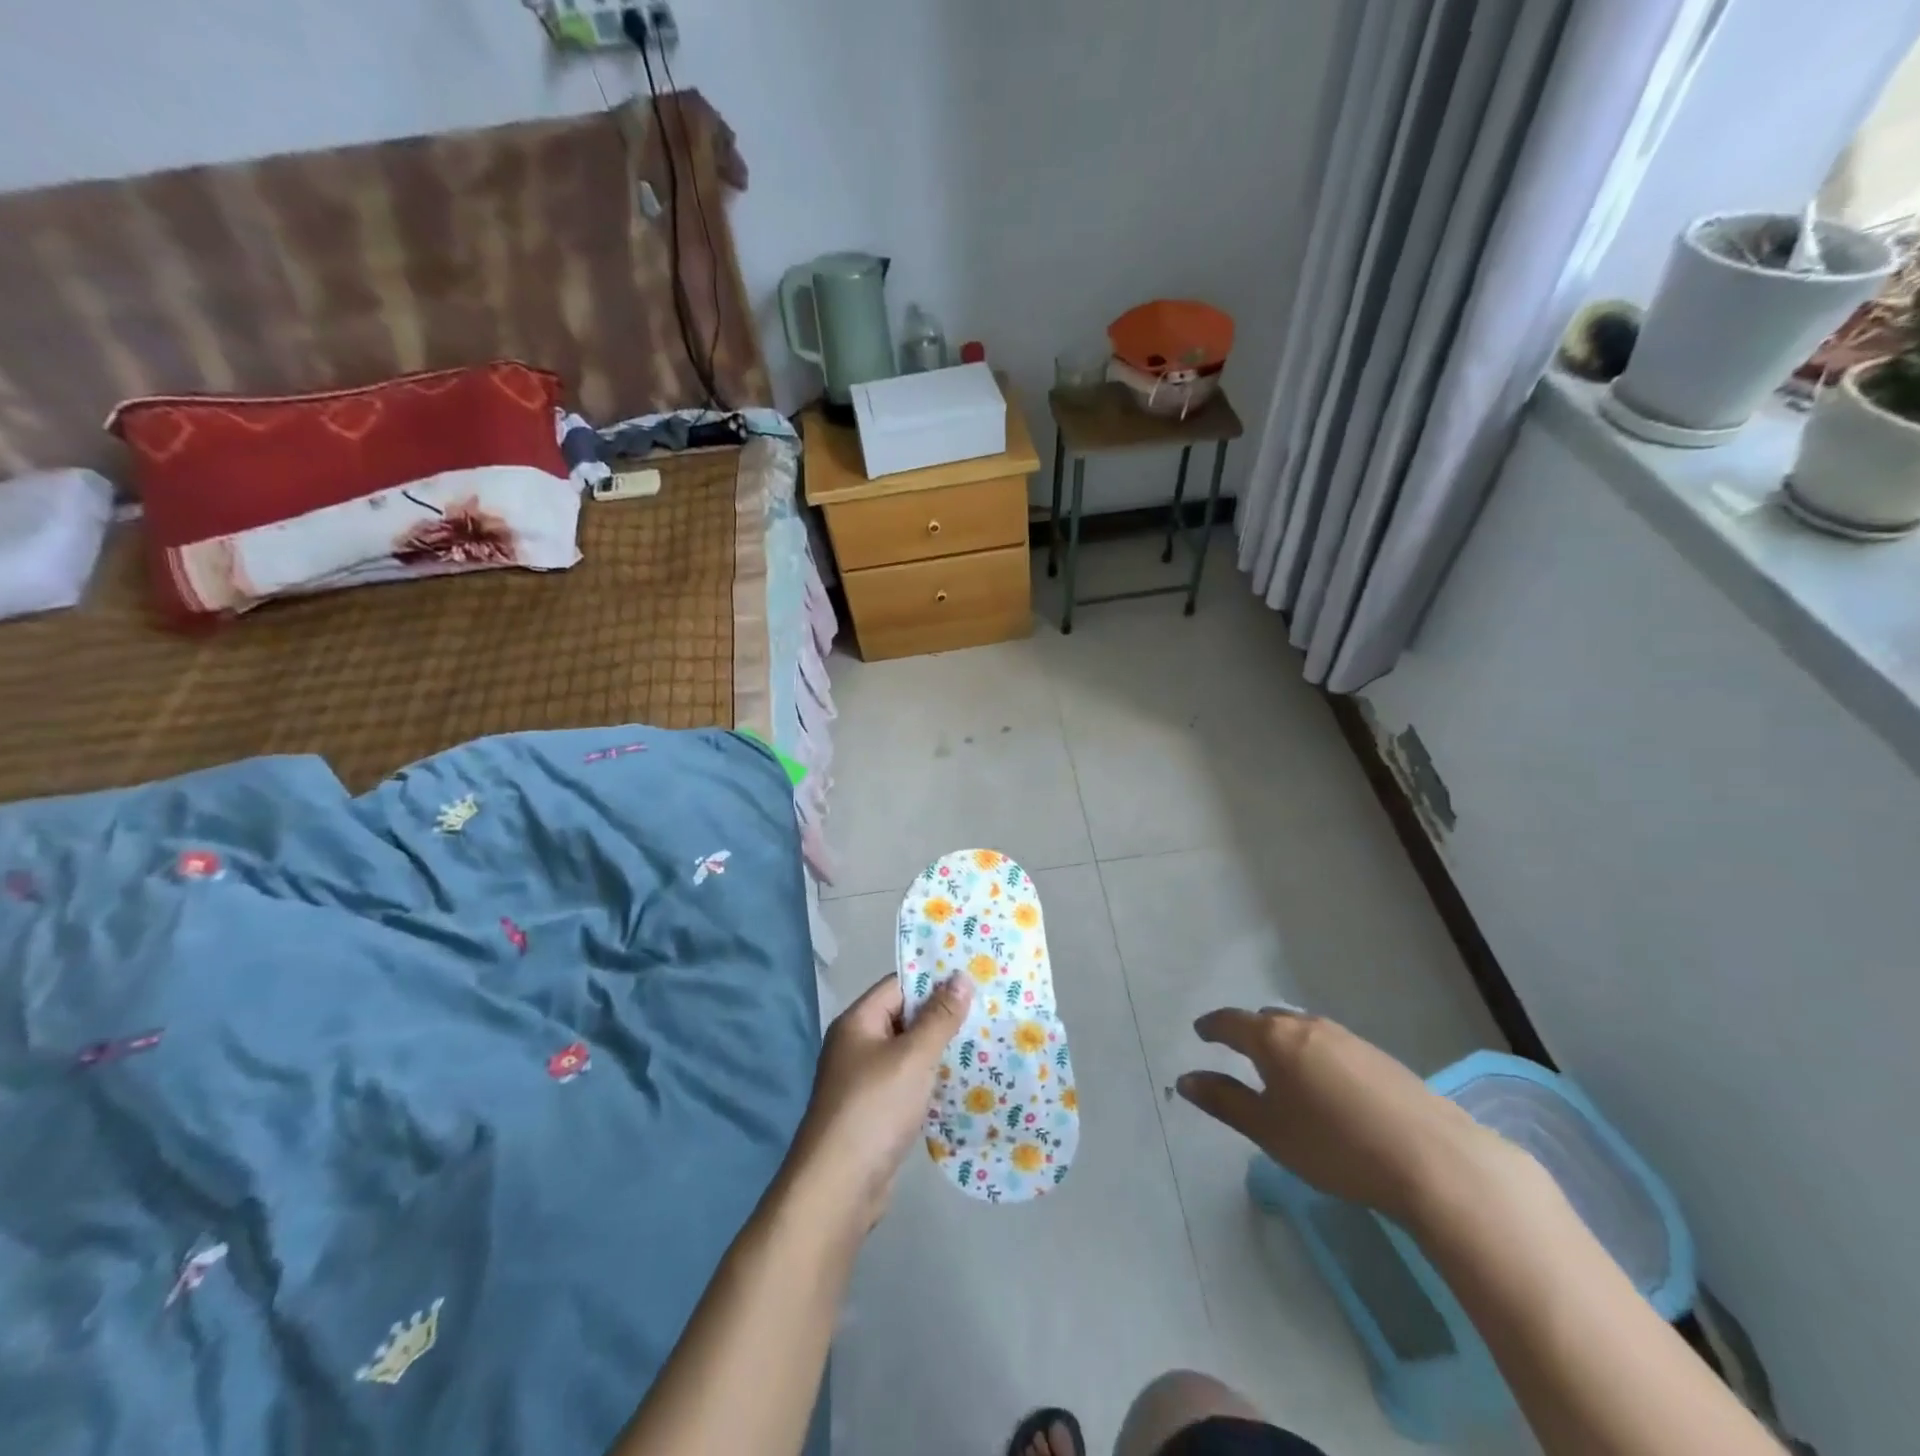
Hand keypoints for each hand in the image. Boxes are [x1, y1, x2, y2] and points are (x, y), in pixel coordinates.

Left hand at [790, 973, 972, 1230]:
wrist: (839, 1188)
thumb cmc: (875, 1108)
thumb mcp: (913, 1057)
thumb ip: (939, 1017)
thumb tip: (960, 977)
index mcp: (858, 1022)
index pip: (898, 986)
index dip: (933, 981)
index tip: (973, 981)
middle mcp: (857, 1046)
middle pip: (904, 1018)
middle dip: (942, 1017)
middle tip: (987, 1012)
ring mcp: (864, 1081)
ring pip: (908, 1054)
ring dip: (939, 1051)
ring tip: (984, 1045)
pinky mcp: (875, 1113)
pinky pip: (907, 1084)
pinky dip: (930, 1082)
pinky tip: (962, 1086)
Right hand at [1176, 1007, 1517, 1226]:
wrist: (1432, 1159)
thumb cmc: (1334, 1145)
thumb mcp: (1268, 1130)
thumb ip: (1224, 1101)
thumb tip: (1186, 1079)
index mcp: (1273, 1038)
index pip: (1231, 1022)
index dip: (1212, 1026)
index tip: (1201, 1032)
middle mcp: (1307, 1026)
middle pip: (1268, 1020)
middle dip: (1249, 1031)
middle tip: (1238, 1052)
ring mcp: (1347, 1038)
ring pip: (1302, 1030)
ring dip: (1284, 1042)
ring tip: (1281, 1070)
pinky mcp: (1378, 1056)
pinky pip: (1330, 1045)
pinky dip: (1315, 1055)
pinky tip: (1326, 1086)